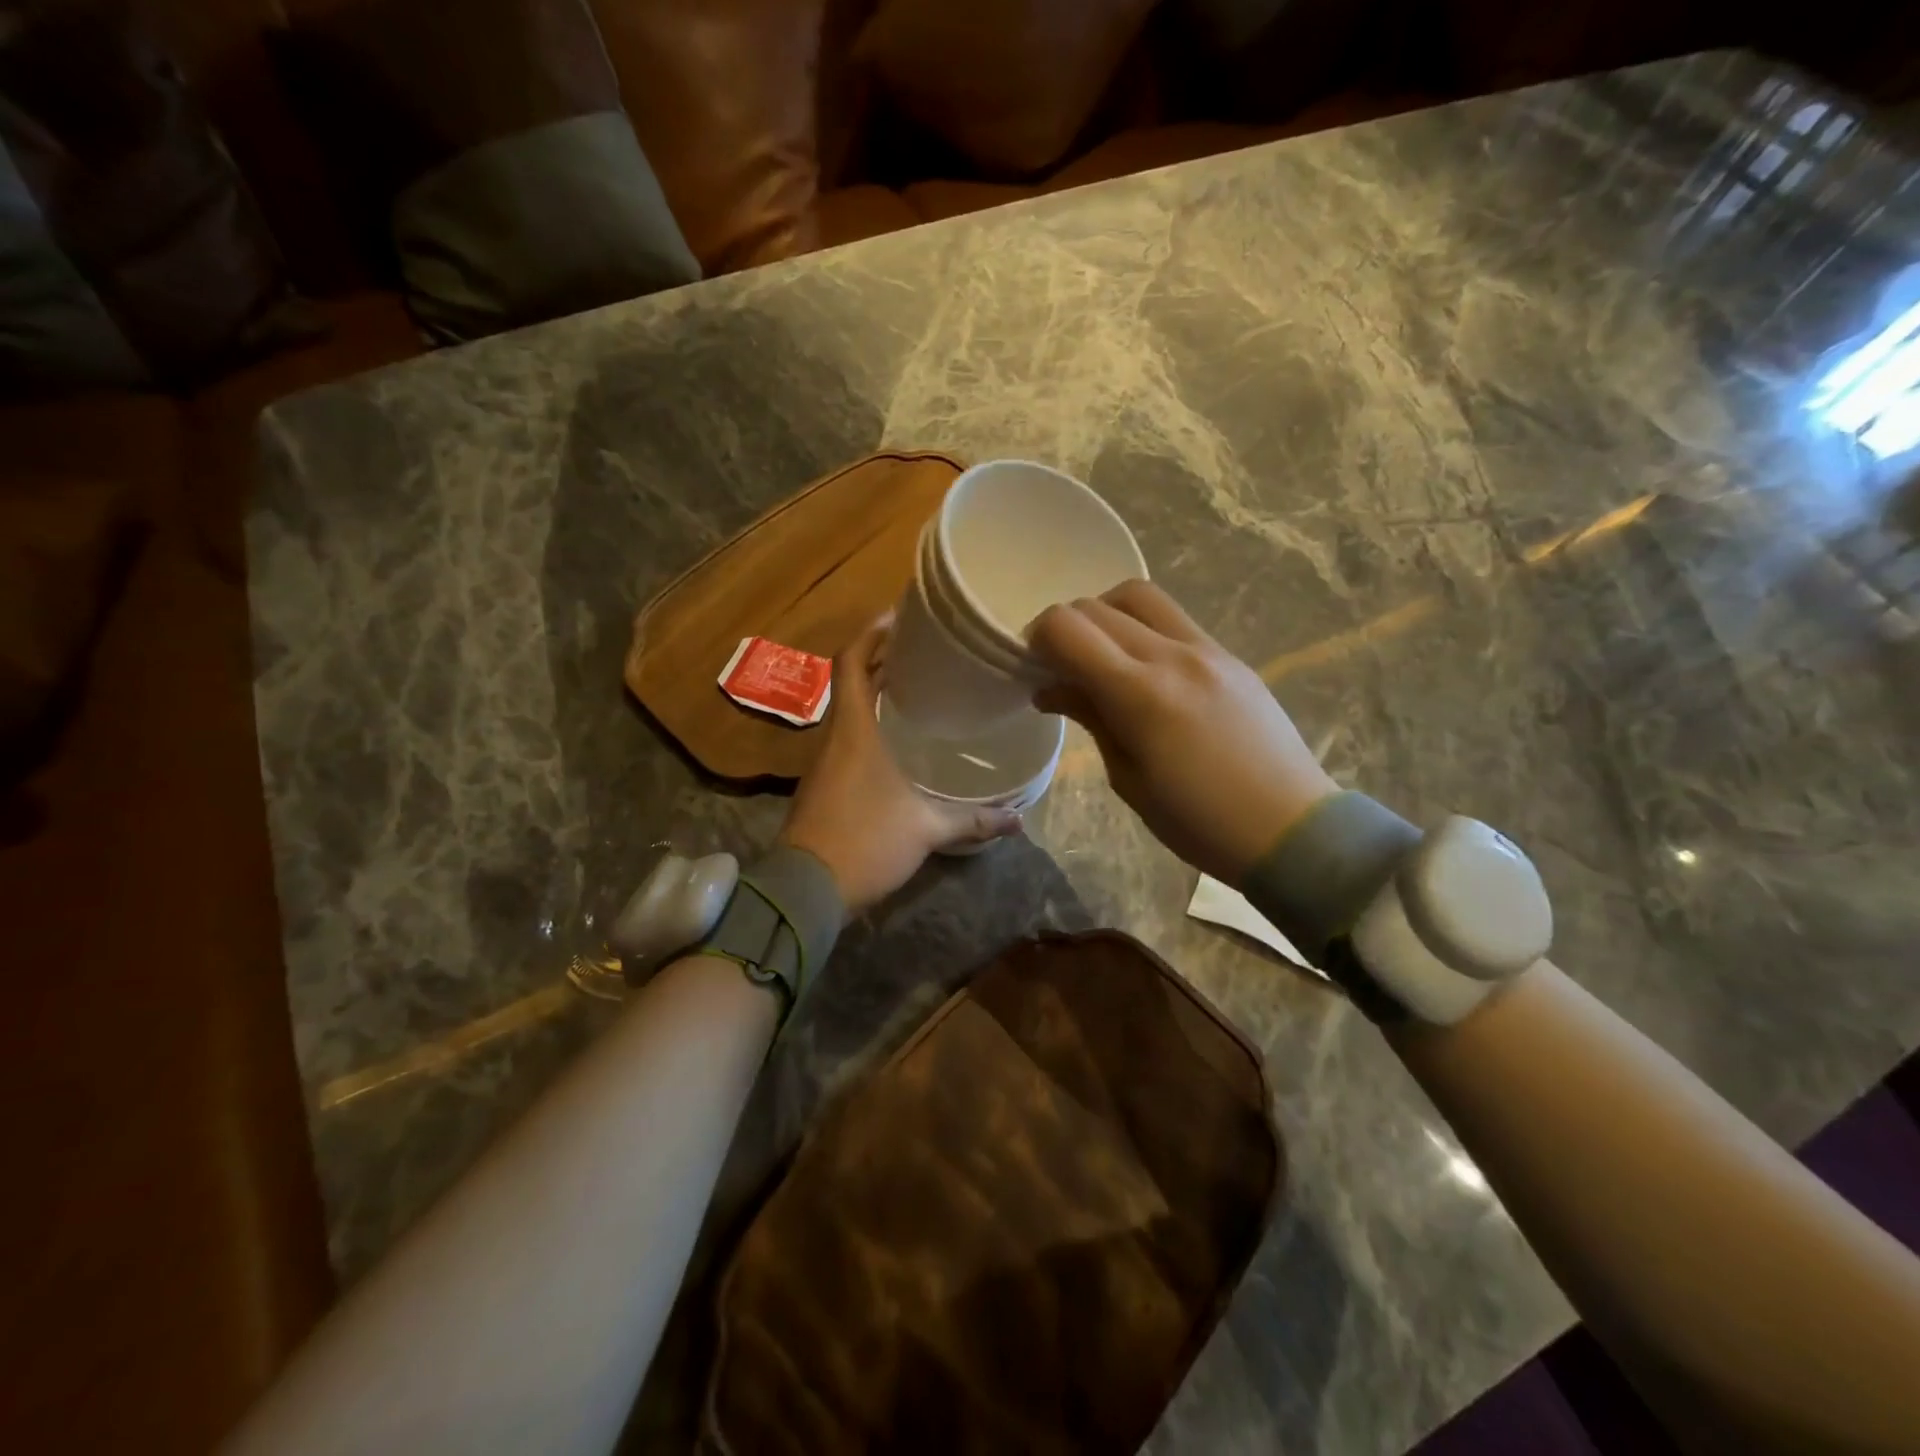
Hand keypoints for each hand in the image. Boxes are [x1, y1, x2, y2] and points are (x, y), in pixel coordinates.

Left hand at [779, 615, 1021, 915]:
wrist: (805, 890)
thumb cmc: (866, 842)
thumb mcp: (926, 829)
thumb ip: (973, 820)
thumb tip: (1019, 819)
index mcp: (854, 730)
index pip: (851, 662)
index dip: (871, 634)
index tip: (899, 617)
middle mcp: (835, 737)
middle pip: (851, 681)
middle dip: (881, 659)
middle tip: (923, 651)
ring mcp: (824, 762)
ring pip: (848, 711)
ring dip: (875, 693)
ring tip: (917, 687)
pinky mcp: (822, 785)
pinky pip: (847, 739)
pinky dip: (869, 725)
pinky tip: (898, 741)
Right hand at [1029, 580, 1337, 883]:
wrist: (1290, 828)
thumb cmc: (1198, 822)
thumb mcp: (1129, 778)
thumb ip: (1091, 718)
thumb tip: (1050, 689)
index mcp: (1141, 694)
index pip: (1068, 628)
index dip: (1038, 639)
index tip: (1034, 667)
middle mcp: (1173, 655)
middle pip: (1097, 606)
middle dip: (1066, 629)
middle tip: (1060, 667)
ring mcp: (1207, 650)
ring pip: (1139, 596)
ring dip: (1105, 614)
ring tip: (1101, 656)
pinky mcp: (1230, 655)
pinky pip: (1173, 619)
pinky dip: (1141, 627)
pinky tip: (1143, 669)